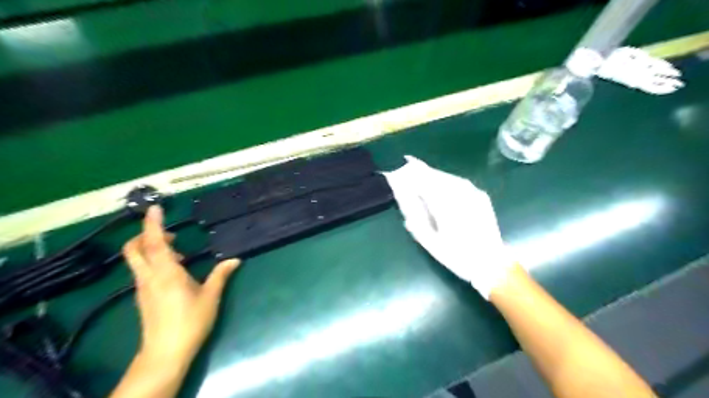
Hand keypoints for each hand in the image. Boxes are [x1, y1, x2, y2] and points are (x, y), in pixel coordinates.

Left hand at [121, 206, 240, 364]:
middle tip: (169, 232)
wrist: (166, 353)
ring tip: (179, 252)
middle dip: (145, 234)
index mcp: (166, 273)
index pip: (154, 243)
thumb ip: (221, 275)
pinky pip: (143, 271)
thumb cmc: (190, 321)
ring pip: (137, 260)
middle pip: (134, 249)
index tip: (155, 207)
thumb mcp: (210, 296)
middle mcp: (149, 277)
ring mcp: (143, 288)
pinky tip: (175, 270)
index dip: (152, 223)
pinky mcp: (143, 297)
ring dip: (151, 248)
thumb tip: (235, 259)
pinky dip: (154, 261)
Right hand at [385, 155, 512, 298]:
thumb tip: (404, 202)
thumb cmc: (458, 256)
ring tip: (422, 176)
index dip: (411, 174)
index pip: (424, 182)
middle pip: (436, 176)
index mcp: (446, 206)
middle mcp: (460, 194)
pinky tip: (441, 186)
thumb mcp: (431, 243)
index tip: (399, 169)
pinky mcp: (480, 195)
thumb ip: (415, 220)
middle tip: (409, 169)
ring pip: (447, 177)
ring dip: (433, 175)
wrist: (491, 263)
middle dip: (421, 172)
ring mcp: (473, 193)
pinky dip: (446, 181)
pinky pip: (459, 182)